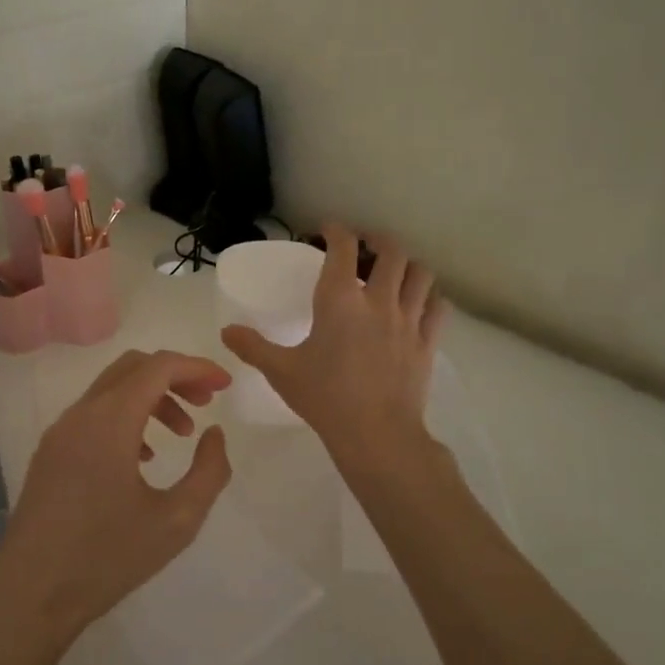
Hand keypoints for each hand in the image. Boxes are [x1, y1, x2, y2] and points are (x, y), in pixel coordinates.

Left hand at [0, 350, 233, 648]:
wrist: (31, 596)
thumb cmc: (107, 558)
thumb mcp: (177, 521)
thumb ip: (209, 471)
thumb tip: (214, 434)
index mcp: (110, 421)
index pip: (158, 367)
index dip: (197, 367)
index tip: (225, 385)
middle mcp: (80, 414)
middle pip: (132, 367)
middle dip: (175, 376)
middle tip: (205, 403)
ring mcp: (60, 432)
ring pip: (112, 390)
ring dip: (151, 399)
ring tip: (181, 435)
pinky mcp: (50, 453)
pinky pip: (93, 414)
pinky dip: (126, 417)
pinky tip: (144, 458)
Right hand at [221, 225, 445, 453]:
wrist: (375, 434)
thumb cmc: (324, 397)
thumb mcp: (281, 371)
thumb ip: (253, 347)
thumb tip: (226, 331)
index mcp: (340, 299)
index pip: (343, 247)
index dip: (336, 231)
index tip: (328, 230)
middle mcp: (378, 300)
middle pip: (391, 251)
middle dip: (379, 241)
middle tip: (366, 247)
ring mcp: (408, 320)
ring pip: (421, 274)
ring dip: (408, 265)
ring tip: (395, 272)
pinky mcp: (427, 343)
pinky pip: (438, 307)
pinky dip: (429, 296)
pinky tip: (419, 303)